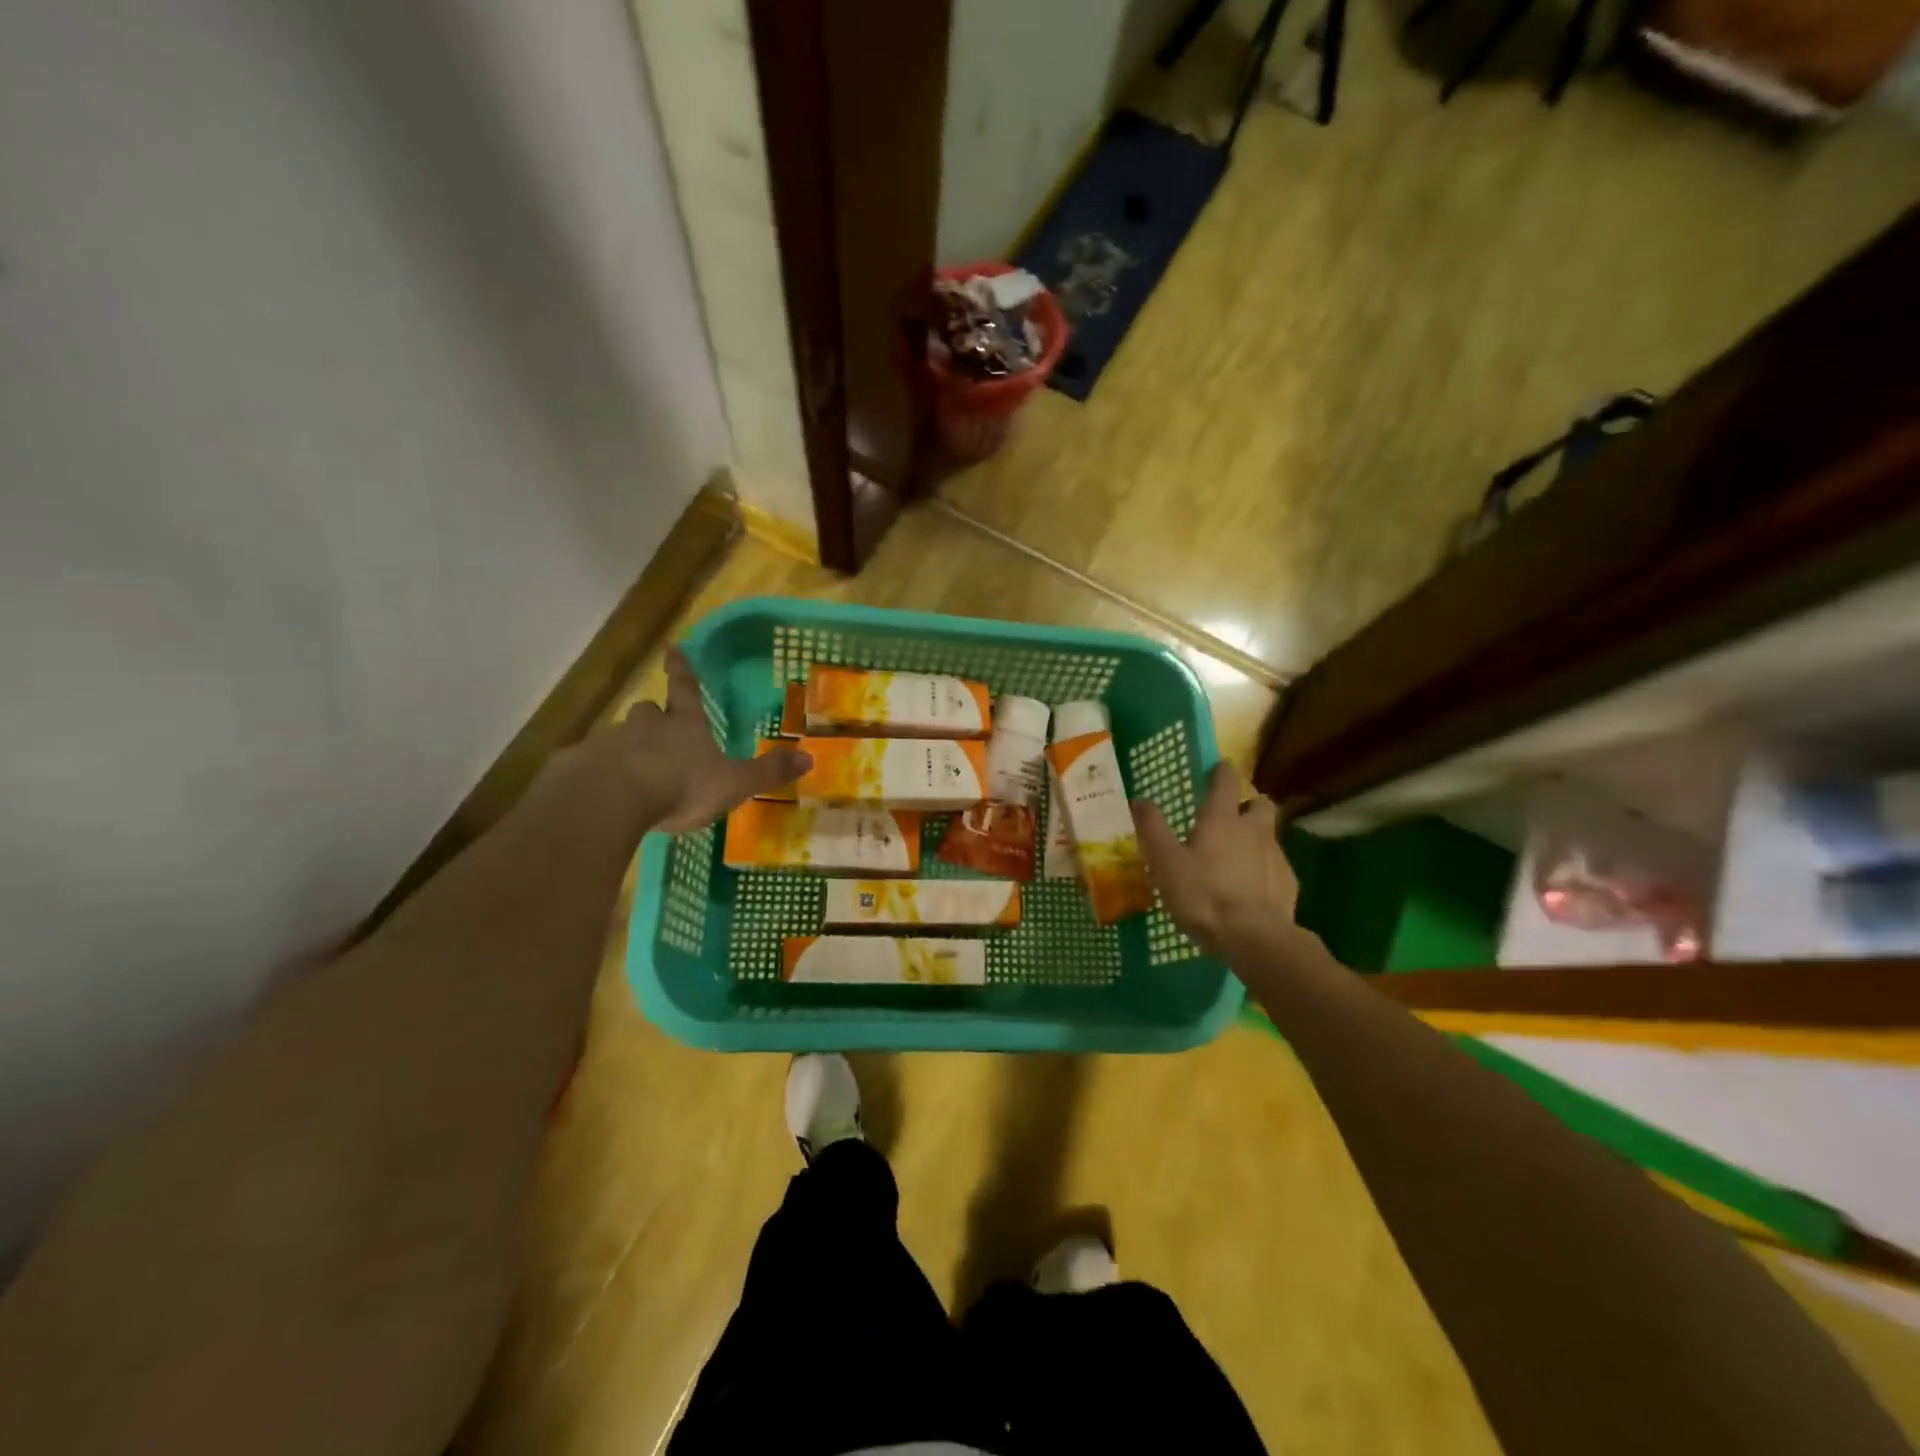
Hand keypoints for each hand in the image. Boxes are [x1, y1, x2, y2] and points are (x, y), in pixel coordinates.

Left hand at [581, 650, 810, 833]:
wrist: (613, 801)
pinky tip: (603, 795)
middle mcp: (645, 727)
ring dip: (627, 747)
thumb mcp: (734, 783)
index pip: (686, 689)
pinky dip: (598, 775)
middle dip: (653, 716)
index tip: (674, 648)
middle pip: (647, 712)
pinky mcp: (579, 769)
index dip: (682, 670)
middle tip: (657, 724)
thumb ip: (768, 772)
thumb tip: (810, 758)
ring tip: (633, 770)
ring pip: (618, 738)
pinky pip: (590, 766)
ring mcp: (609, 745)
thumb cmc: (681, 785)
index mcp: (684, 725)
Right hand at [1135, 763, 1299, 958]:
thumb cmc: (1204, 895)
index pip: (1226, 782)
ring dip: (1256, 837)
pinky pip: (1276, 867)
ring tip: (1237, 856)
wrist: (1255, 938)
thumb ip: (1152, 829)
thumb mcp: (1165, 862)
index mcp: (1222, 820)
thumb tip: (1140, 799)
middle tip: (1232, 814)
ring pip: (1269, 835)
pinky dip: (1264, 869)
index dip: (1222, 771)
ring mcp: (1276, 857)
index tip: (1219, 767)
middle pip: (1260, 804)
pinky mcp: (1288, 884)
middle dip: (1248, 803)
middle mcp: (1254, 830)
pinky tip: (1251, 888)